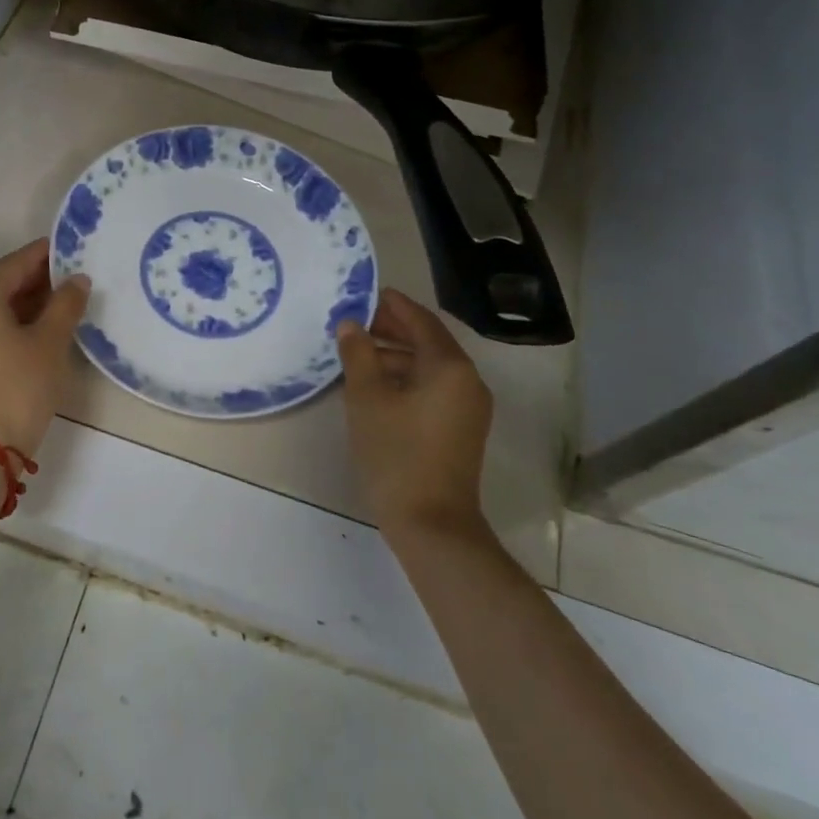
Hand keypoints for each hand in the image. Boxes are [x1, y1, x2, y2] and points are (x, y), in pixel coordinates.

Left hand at [0, 238, 89, 455]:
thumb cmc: (18, 387)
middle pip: (2, 282)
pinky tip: (40, 328)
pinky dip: (12, 322)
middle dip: (38, 280)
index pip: (15, 263)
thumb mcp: (50, 342)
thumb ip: (66, 304)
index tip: (73, 248)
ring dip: (26, 302)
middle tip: (74, 277)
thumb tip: (77, 279)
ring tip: (63, 302)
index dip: (46, 255)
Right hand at [337, 288, 494, 540]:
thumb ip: (358, 354)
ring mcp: (468, 407)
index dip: (394, 305)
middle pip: (429, 342)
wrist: (432, 525)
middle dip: (393, 329)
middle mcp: (467, 381)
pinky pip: (433, 388)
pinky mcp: (460, 429)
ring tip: (358, 353)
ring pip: (430, 367)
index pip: (421, 321)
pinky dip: (407, 378)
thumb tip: (351, 324)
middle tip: (356, 322)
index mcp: (450, 367)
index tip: (367, 293)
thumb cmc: (397, 454)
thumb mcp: (367, 399)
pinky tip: (376, 385)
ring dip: (397, 355)